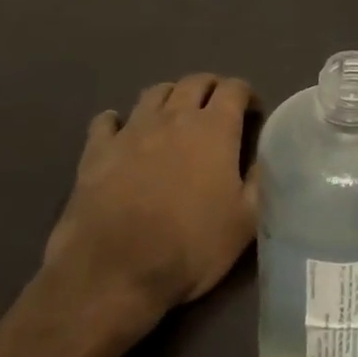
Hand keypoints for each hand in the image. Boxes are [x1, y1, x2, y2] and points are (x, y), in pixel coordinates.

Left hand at [43, 74, 257, 335]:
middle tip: (218, 110)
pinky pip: (107, 121)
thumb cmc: (191, 247)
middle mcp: (173, 118)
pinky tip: (123, 134)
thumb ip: (258, 181)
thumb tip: (262, 158)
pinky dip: (119, 121)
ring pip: (154, 93)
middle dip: (211, 88)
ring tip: (176, 117)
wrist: (114, 275)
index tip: (252, 113)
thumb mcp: (246, 221)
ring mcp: (131, 132)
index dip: (246, 95)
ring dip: (171, 97)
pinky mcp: (96, 152)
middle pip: (194, 82)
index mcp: (214, 130)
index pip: (234, 88)